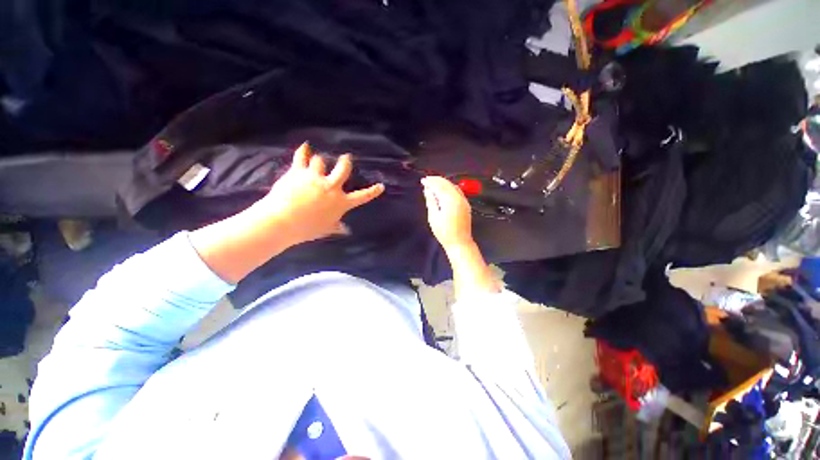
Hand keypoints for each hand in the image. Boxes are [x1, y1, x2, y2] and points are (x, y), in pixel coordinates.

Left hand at [256, 143, 384, 246]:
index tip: (381, 186)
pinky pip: (302, 157)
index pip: (361, 196)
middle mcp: (331, 187)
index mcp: (340, 202)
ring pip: (321, 161)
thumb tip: (346, 230)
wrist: (283, 221)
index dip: (372, 191)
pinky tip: (305, 146)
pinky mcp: (299, 172)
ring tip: (317, 159)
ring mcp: (315, 178)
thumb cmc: (306, 228)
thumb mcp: (325, 229)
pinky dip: (303, 150)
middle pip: (343, 169)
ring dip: (319, 160)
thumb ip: (337, 227)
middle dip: (346, 162)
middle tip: (346, 158)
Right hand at [421, 176, 473, 250]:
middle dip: (436, 180)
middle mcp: (459, 197)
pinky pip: (457, 191)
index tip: (423, 181)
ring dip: (443, 183)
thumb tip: (428, 190)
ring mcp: (464, 201)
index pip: (439, 186)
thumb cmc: (444, 232)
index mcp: (450, 200)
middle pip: (447, 184)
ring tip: (434, 183)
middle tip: (427, 180)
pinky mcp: (466, 205)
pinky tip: (444, 190)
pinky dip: (449, 188)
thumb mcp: (433, 217)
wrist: (460, 242)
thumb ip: (431, 201)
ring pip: (453, 186)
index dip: (430, 182)